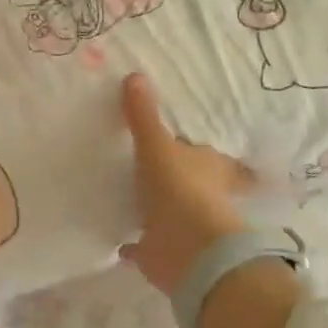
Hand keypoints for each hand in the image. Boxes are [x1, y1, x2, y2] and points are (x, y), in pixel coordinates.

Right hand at [117, 73, 252, 293]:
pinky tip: (118, 241)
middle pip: (187, 183)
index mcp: (208, 167)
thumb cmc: (179, 189)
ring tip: (129, 198)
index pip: (205, 153)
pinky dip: (133, 244)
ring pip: (168, 213)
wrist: (186, 250)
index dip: (195, 149)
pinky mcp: (163, 252)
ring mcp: (184, 227)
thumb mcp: (157, 146)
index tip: (182, 145)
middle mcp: (202, 195)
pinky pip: (144, 246)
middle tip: (149, 168)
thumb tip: (135, 75)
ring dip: (153, 209)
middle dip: (173, 178)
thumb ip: (144, 116)